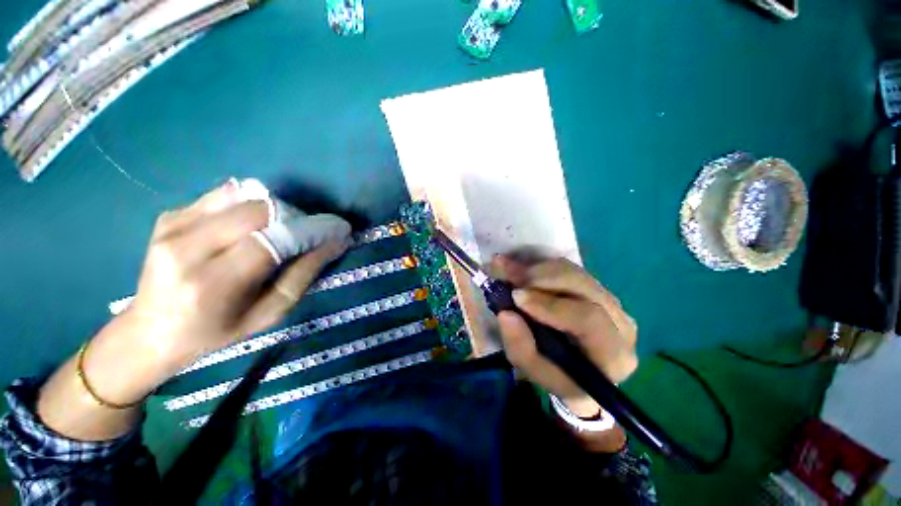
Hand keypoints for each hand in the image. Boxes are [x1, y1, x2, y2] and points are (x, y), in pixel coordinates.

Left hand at [85, 182, 349, 403]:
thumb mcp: (269, 313)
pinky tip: (250, 225)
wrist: (149, 332)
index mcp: (213, 285)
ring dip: (274, 209)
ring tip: (280, 228)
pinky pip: (223, 195)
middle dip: (295, 216)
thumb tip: (335, 243)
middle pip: (258, 211)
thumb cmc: (216, 332)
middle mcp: (186, 249)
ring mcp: (172, 227)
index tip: (338, 228)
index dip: (312, 229)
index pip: (272, 240)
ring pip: (242, 196)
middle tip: (307, 231)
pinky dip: (249, 204)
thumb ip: (303, 274)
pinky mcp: (169, 215)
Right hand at [493, 257, 637, 418]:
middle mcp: (621, 323)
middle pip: (583, 286)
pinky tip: (522, 270)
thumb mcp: (535, 371)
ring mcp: (612, 301)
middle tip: (509, 274)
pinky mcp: (598, 288)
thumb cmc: (558, 376)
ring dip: (538, 269)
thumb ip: (521, 347)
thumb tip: (506, 314)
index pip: (589, 320)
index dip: (550, 305)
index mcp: (613, 355)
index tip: (516, 296)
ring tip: (509, 269)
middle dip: (541, 277)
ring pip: (575, 272)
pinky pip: (570, 269)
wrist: (578, 370)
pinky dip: (542, 267)